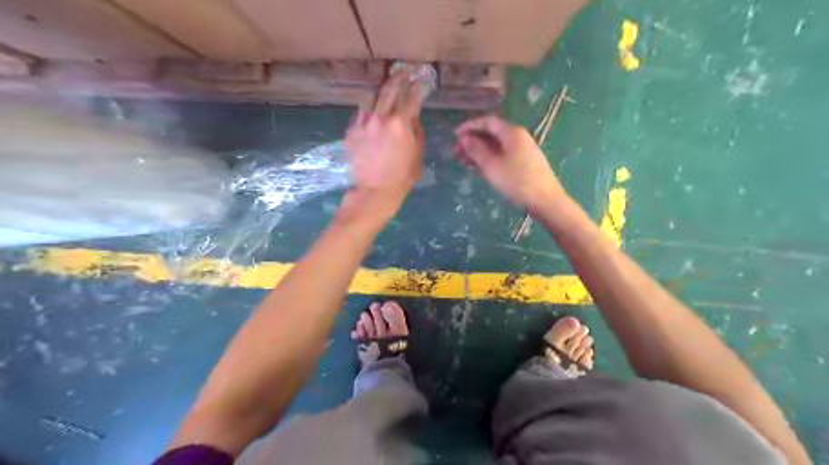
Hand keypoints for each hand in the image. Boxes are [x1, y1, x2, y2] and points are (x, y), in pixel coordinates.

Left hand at [344, 71, 422, 216]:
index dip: (417, 86)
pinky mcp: (350, 132)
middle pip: (388, 89)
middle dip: (398, 77)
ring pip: (370, 98)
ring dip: (379, 94)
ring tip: (383, 93)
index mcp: (400, 123)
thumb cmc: (402, 176)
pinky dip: (368, 113)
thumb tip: (412, 116)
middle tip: (403, 71)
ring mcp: (362, 123)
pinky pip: (360, 115)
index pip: (411, 96)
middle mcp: (380, 117)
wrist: (374, 191)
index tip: (421, 80)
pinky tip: (372, 119)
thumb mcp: (417, 153)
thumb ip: (416, 130)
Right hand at [452, 114, 570, 209]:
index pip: (487, 121)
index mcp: (512, 133)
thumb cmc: (516, 181)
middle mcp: (518, 137)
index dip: (469, 126)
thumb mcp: (492, 165)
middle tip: (456, 152)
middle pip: (491, 133)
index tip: (454, 135)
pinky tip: (478, 168)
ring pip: (496, 146)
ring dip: (479, 151)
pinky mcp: (523, 163)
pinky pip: (502, 155)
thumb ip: (476, 150)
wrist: (545, 200)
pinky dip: (488, 159)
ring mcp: (522, 150)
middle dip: (472, 140)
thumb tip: (465, 138)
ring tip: (463, 161)